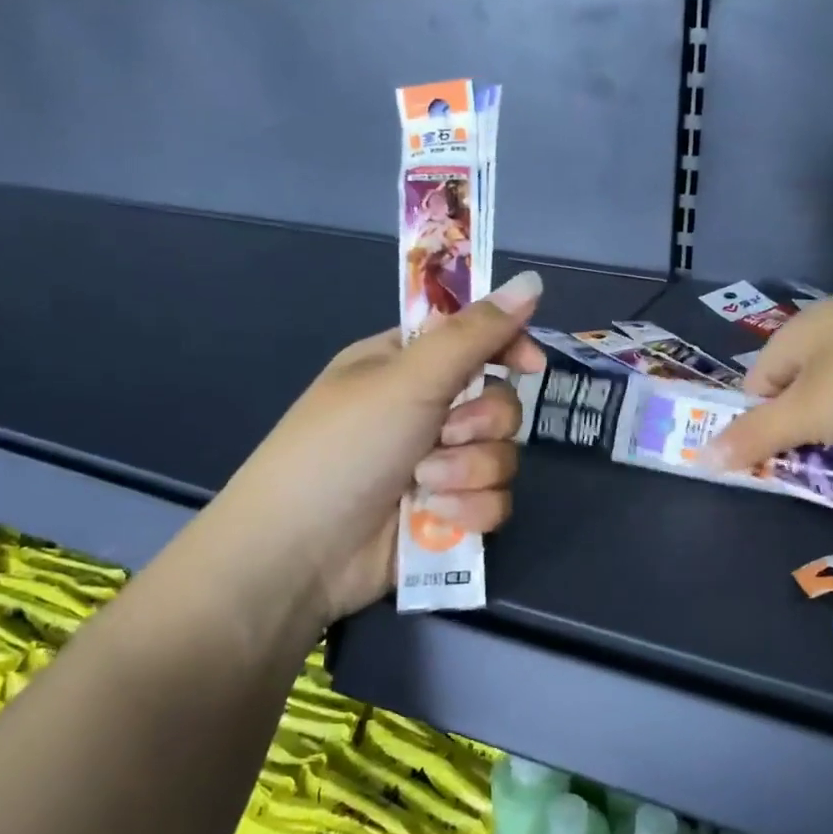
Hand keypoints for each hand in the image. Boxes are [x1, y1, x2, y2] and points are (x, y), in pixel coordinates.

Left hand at [189, 272, 546, 638]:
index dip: (509, 348)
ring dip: (468, 472)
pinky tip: (432, 518)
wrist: (300, 553)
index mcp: (406, 365)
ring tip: (425, 486)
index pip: (476, 340)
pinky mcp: (447, 513)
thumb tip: (532, 280)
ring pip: (502, 457)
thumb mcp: (407, 379)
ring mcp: (438, 465)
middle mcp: (426, 411)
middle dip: (478, 425)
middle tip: (442, 434)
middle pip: (500, 403)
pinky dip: (467, 511)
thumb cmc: (344, 447)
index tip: (531, 366)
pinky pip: (494, 502)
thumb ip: (474, 334)